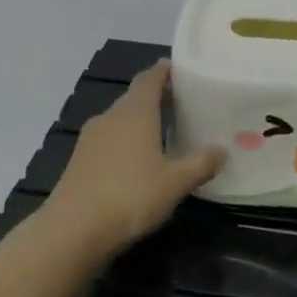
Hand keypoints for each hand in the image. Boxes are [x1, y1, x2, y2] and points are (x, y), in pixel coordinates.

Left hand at [45, 60, 223, 257]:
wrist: (74, 229)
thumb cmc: (131, 196)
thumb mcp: (176, 183)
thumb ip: (201, 164)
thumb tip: (222, 150)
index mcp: (135, 113)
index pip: (149, 79)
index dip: (164, 71)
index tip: (179, 68)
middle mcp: (110, 117)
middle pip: (134, 98)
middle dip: (156, 97)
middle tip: (181, 103)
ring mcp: (90, 138)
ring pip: (120, 120)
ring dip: (139, 121)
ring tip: (163, 131)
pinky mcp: (79, 160)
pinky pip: (108, 140)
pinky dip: (125, 141)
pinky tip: (137, 159)